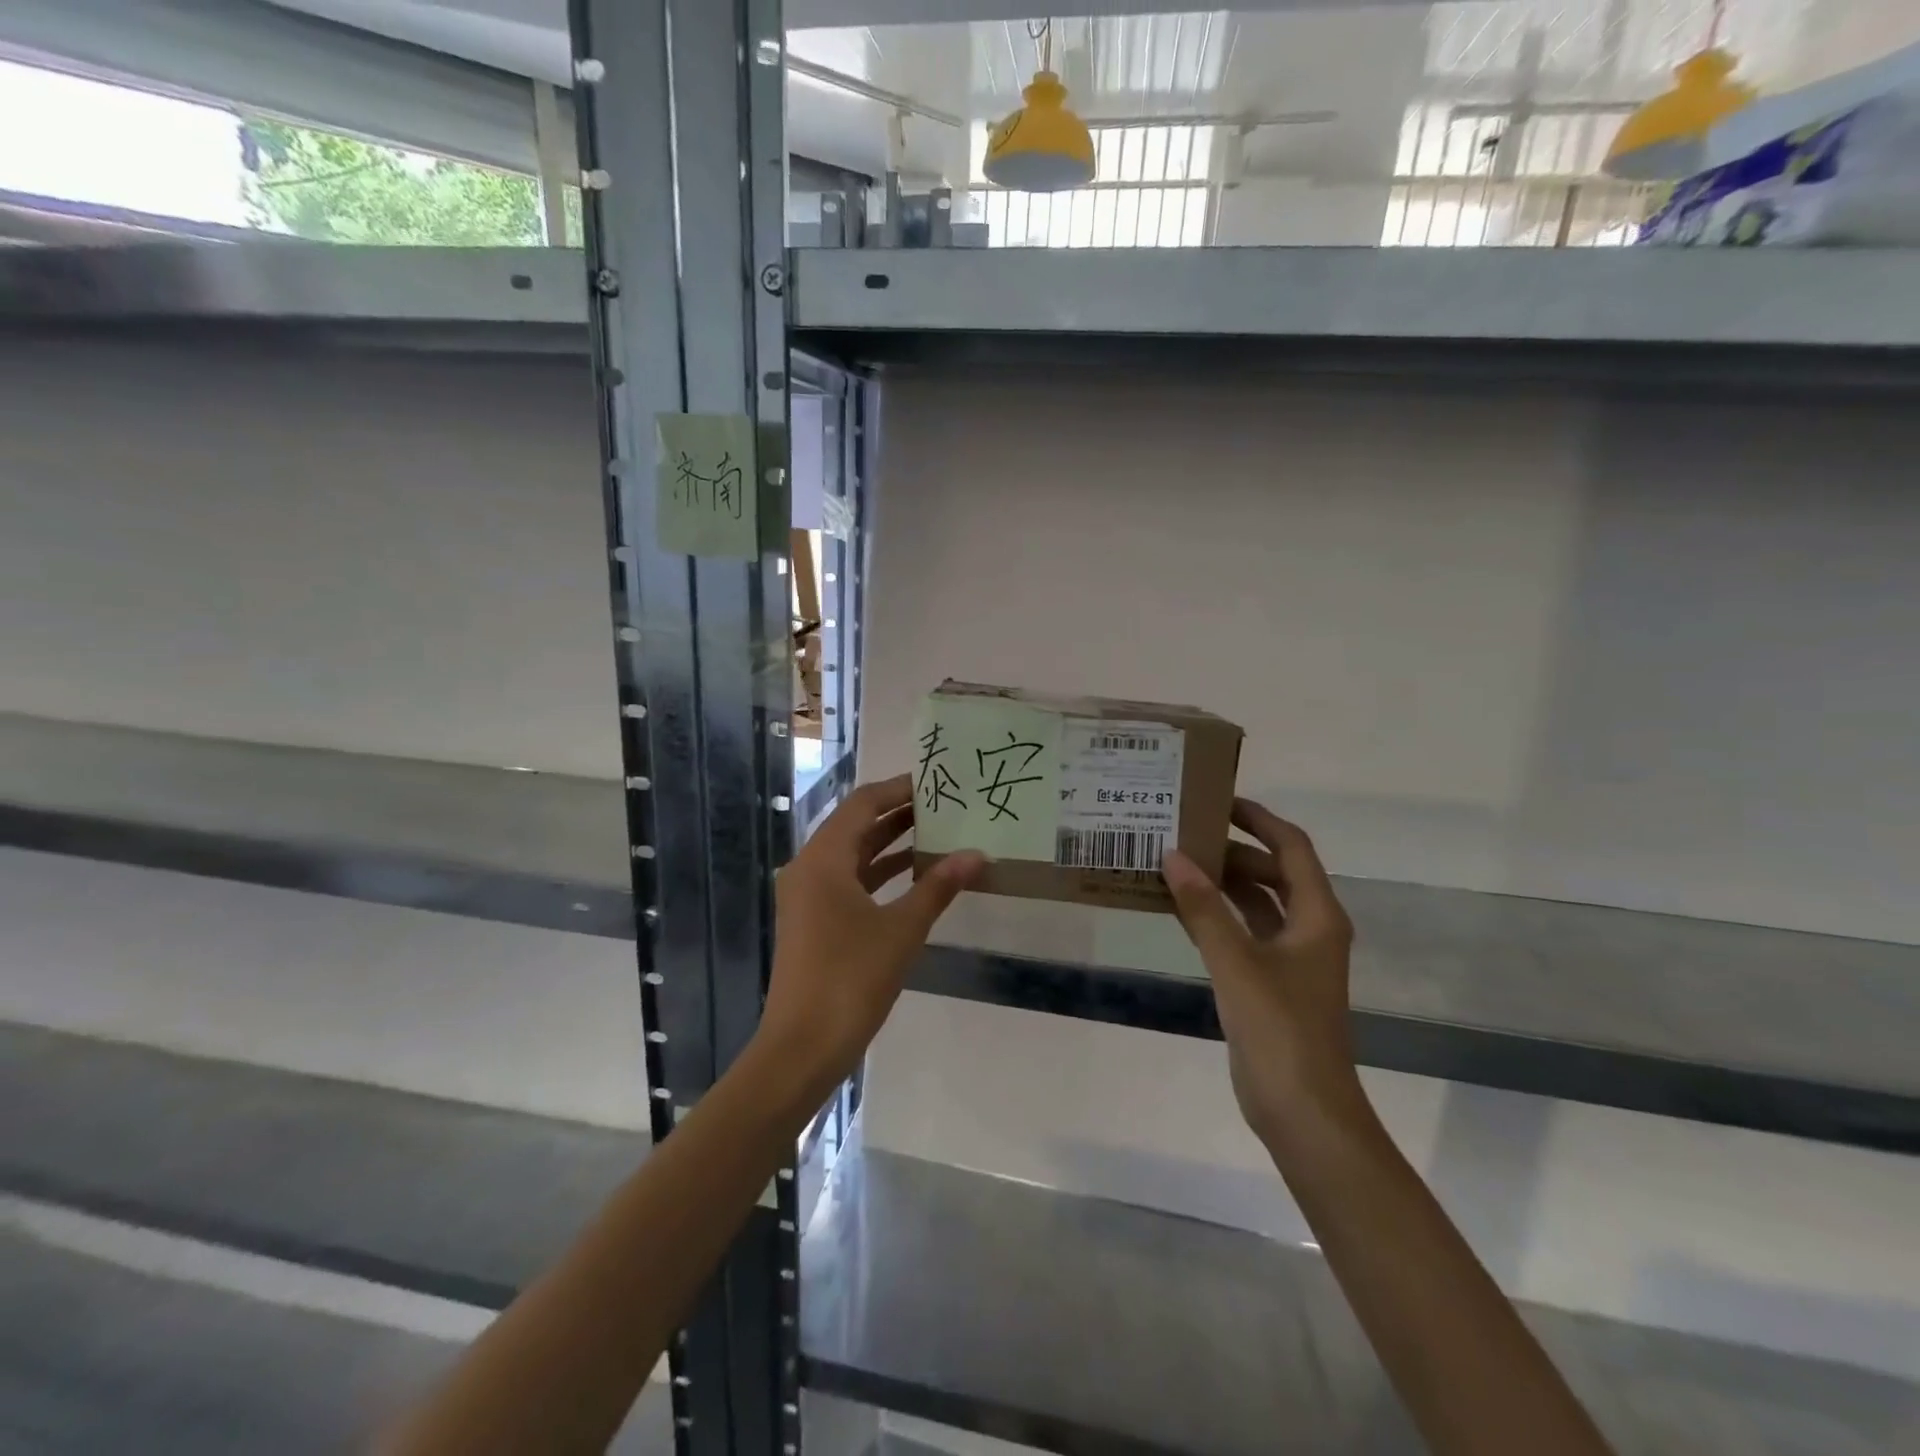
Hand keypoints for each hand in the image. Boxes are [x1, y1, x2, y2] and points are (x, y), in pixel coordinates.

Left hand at [758, 775, 984, 1091]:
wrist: (803, 1047)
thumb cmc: (851, 979)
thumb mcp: (902, 930)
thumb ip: (939, 887)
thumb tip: (977, 855)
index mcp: (823, 859)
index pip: (863, 804)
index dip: (898, 789)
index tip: (936, 782)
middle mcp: (810, 868)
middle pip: (856, 826)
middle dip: (898, 814)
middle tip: (944, 805)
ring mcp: (808, 896)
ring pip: (854, 855)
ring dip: (891, 844)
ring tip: (937, 832)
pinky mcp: (813, 920)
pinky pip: (850, 881)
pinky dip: (881, 874)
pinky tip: (916, 876)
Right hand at [1161, 800, 1363, 1152]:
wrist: (1304, 1112)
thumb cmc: (1280, 1030)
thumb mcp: (1236, 963)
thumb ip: (1203, 908)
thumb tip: (1173, 856)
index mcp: (1317, 916)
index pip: (1292, 848)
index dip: (1259, 819)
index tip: (1219, 801)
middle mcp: (1310, 929)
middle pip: (1273, 872)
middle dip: (1233, 850)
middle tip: (1184, 834)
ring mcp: (1292, 958)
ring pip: (1257, 903)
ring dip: (1223, 883)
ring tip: (1177, 863)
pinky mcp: (1271, 982)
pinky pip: (1243, 932)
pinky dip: (1217, 916)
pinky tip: (1182, 910)